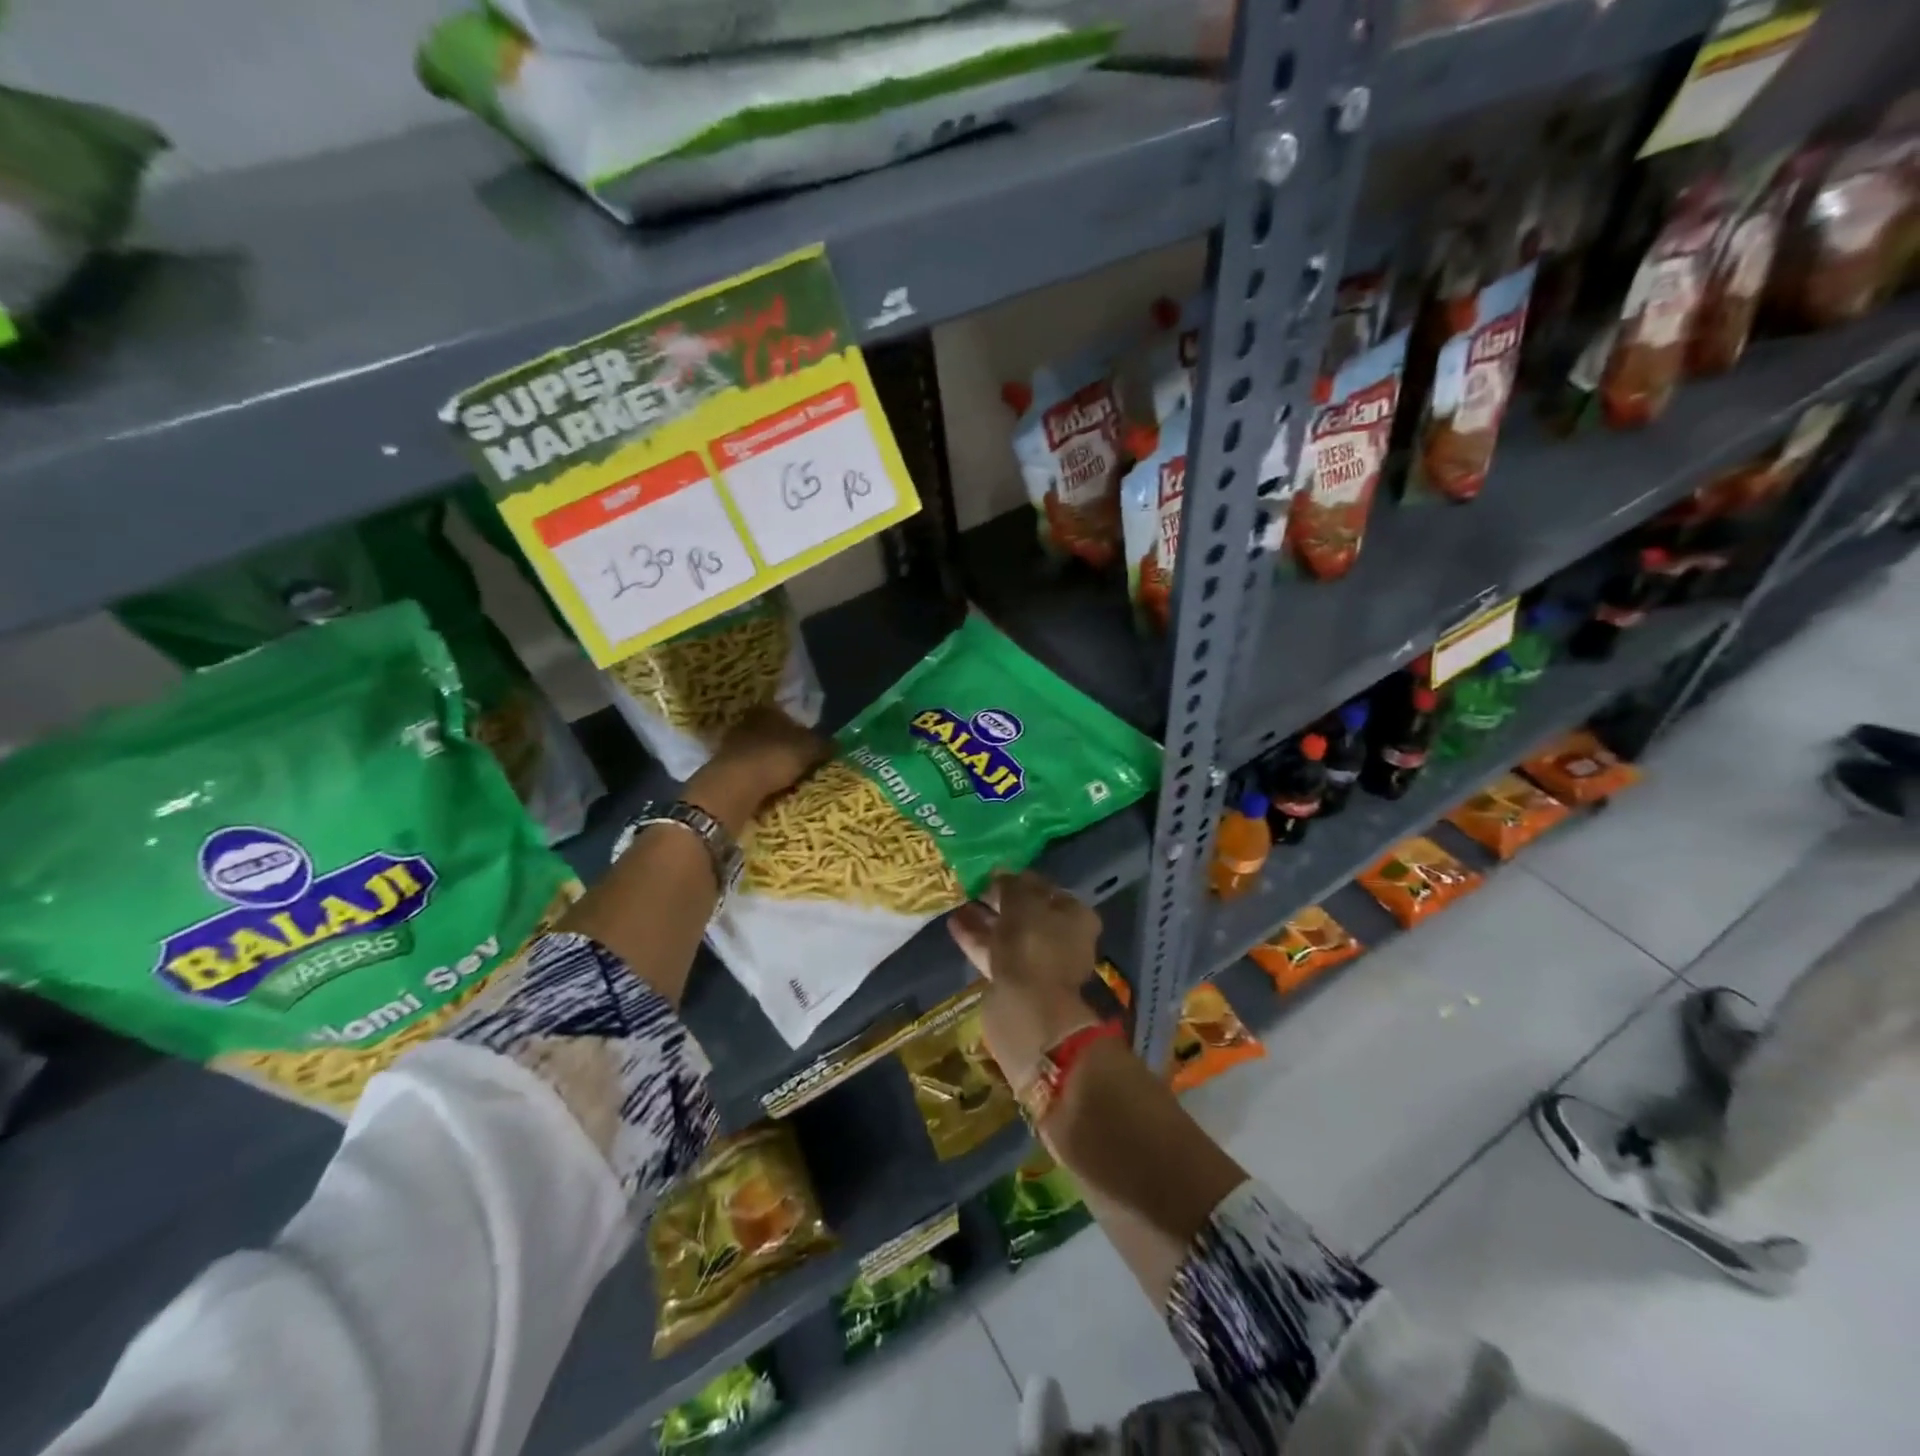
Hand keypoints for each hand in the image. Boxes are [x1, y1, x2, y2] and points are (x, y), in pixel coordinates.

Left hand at [685, 707, 829, 832]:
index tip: (811, 743)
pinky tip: (769, 788)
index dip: (800, 728)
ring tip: (787, 779)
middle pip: (771, 732)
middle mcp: (747, 722)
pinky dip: (758, 777)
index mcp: (768, 711)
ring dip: (770, 762)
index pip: (786, 714)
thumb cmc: (774, 759)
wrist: (733, 787)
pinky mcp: (722, 768)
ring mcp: (731, 745)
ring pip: (758, 751)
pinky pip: (748, 770)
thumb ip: (824, 744)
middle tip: (801, 761)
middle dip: (784, 745)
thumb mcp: (809, 750)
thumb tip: (839, 742)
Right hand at [947, 870, 1101, 1089]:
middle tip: (971, 884)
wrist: (1028, 1011)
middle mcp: (1061, 938)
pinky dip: (976, 939)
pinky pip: (994, 952)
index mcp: (1075, 916)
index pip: (1045, 888)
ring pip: (1007, 933)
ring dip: (984, 919)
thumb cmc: (1033, 945)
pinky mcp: (1015, 982)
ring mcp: (1038, 963)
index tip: (992, 871)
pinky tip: (954, 923)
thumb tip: (1001, 873)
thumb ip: (1011, 884)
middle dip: (998, 899)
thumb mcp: (1022, 903)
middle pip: (1026, 912)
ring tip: (957, 900)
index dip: (1018, 878)